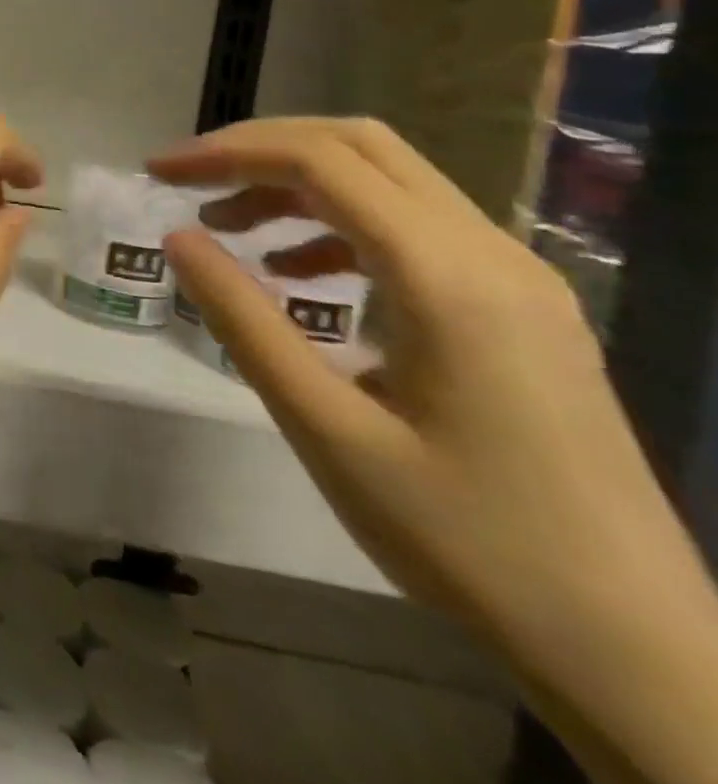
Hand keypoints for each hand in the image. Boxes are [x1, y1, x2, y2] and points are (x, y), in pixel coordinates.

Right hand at [151, 118, 717, 783]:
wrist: (639, 652)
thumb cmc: (466, 540)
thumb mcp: (326, 429)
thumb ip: (244, 321)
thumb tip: (177, 238)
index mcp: (447, 278)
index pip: (320, 162)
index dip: (227, 152)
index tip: (158, 173)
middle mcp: (492, 254)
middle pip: (360, 146)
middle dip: (259, 149)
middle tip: (187, 181)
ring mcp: (517, 278)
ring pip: (389, 179)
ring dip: (297, 184)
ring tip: (227, 228)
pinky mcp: (520, 307)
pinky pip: (416, 227)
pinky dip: (339, 223)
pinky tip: (300, 273)